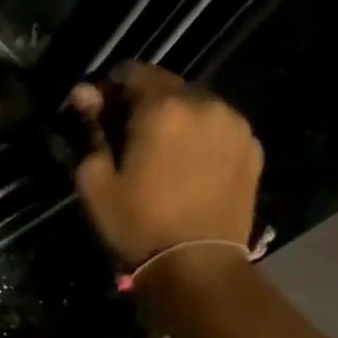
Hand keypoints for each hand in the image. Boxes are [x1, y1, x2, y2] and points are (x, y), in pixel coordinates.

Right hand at [69, 63, 262, 265]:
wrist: (199, 265)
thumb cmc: (137, 223)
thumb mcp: (96, 180)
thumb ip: (91, 129)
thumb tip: (84, 94)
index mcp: (163, 108)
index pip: (132, 72)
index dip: (111, 89)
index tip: (100, 113)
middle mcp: (205, 104)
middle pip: (167, 86)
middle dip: (144, 103)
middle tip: (127, 135)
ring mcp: (235, 125)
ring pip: (196, 104)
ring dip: (175, 117)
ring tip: (161, 151)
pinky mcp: (252, 148)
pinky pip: (218, 126)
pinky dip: (200, 134)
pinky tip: (188, 164)